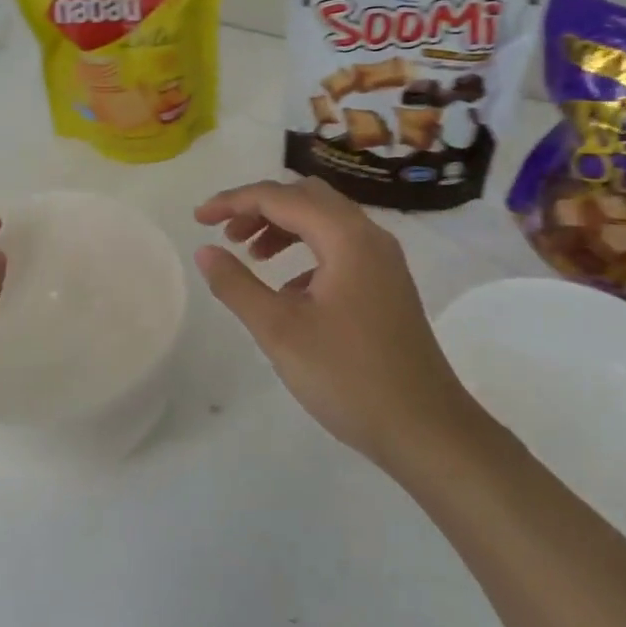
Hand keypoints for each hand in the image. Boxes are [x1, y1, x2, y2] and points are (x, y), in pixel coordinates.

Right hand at [194, 178, 476, 473]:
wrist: (427, 430)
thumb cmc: (349, 377)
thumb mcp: (280, 331)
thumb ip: (237, 285)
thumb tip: (205, 250)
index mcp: (346, 236)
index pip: (280, 197)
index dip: (233, 201)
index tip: (198, 218)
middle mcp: (369, 236)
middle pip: (306, 197)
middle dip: (260, 207)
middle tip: (227, 234)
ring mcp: (383, 261)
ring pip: (325, 220)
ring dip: (283, 227)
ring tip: (251, 255)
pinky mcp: (387, 284)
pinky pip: (340, 247)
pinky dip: (306, 252)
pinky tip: (289, 290)